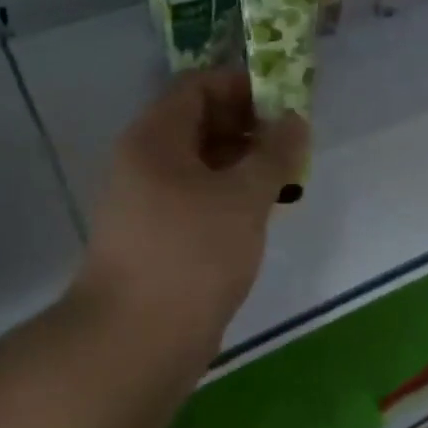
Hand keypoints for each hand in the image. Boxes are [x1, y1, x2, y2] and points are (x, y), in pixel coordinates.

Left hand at [74, 71, 307, 354]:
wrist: (134, 342)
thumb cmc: (192, 254)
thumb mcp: (244, 196)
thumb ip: (274, 153)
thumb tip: (293, 120)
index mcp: (155, 136)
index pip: (198, 85)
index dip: (243, 87)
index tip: (285, 105)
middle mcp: (143, 160)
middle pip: (198, 122)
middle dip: (248, 127)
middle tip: (291, 147)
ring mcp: (144, 200)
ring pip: (199, 163)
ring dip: (241, 164)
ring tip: (283, 182)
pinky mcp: (153, 236)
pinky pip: (194, 197)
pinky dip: (227, 196)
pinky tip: (257, 215)